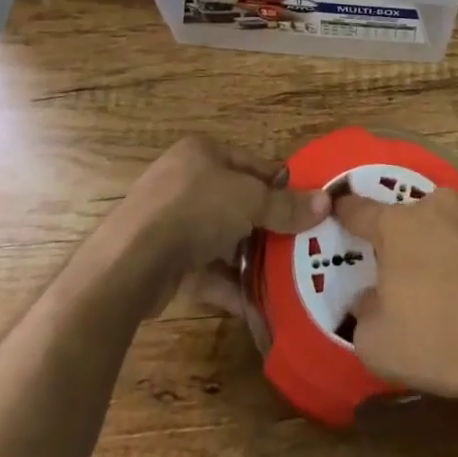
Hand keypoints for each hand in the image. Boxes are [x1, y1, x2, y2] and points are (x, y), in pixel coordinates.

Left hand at [100, 137, 328, 313]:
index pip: (252, 164)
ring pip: (221, 237)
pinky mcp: (162, 259)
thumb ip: (286, 206)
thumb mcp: (249, 201)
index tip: (308, 207)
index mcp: (202, 152)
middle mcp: (185, 180)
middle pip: (237, 202)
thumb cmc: (195, 209)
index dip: (281, 185)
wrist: (131, 261)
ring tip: (284, 277)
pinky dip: (228, 283)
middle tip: (301, 245)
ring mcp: (170, 221)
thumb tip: (327, 203)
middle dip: (266, 226)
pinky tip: (255, 303)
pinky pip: (204, 269)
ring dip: (248, 258)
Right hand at [335, 188, 457, 405]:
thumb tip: (369, 299)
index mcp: (397, 225)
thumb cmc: (445, 341)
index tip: (337, 210)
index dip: (345, 212)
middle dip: (402, 245)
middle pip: (407, 220)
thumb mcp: (379, 346)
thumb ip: (362, 314)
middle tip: (406, 283)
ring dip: (440, 250)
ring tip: (450, 293)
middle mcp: (435, 205)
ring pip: (445, 227)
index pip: (358, 210)